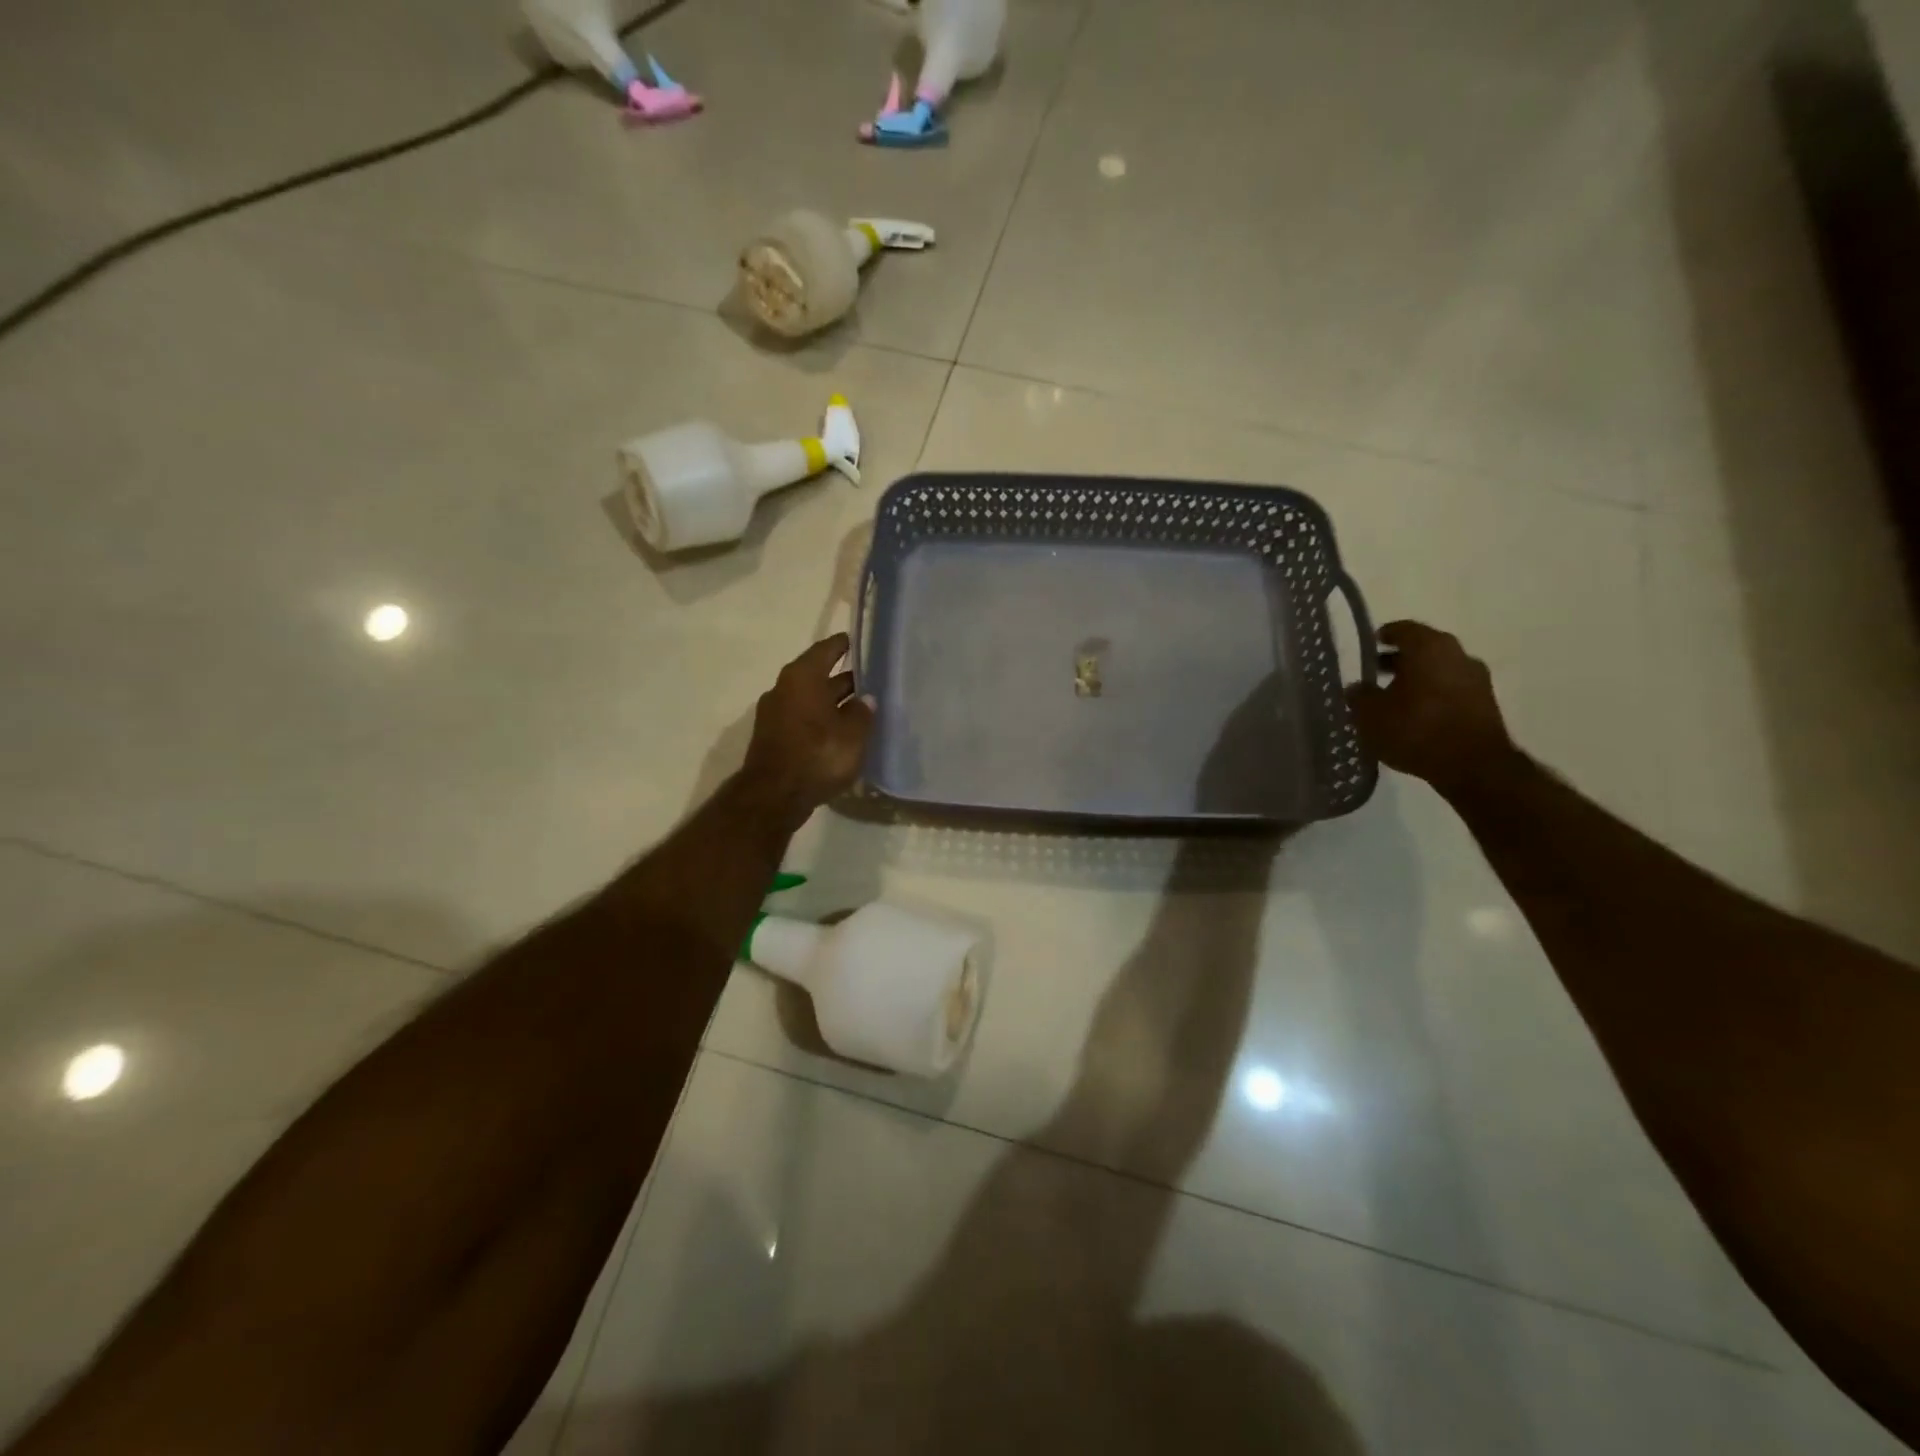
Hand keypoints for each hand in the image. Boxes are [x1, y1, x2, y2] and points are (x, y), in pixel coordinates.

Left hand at [741, 635, 875, 827]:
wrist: (773, 796)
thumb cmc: (817, 755)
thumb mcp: (852, 734)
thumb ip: (862, 713)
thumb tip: (865, 699)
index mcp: (802, 677)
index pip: (826, 650)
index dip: (843, 645)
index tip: (859, 641)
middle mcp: (784, 688)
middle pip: (817, 675)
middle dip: (843, 678)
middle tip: (871, 679)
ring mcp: (775, 714)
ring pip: (811, 699)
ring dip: (833, 702)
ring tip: (861, 708)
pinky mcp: (774, 737)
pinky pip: (803, 719)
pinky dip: (821, 720)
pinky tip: (841, 731)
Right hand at [1348, 621, 1514, 792]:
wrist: (1473, 766)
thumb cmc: (1416, 729)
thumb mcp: (1370, 715)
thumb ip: (1359, 696)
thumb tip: (1356, 688)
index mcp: (1428, 647)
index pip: (1402, 629)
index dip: (1383, 636)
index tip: (1370, 646)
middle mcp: (1457, 654)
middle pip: (1423, 649)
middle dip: (1399, 659)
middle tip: (1376, 674)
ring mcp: (1476, 679)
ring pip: (1439, 670)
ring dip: (1417, 679)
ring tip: (1394, 699)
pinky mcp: (1486, 703)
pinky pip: (1451, 690)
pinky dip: (1433, 696)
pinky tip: (1416, 715)